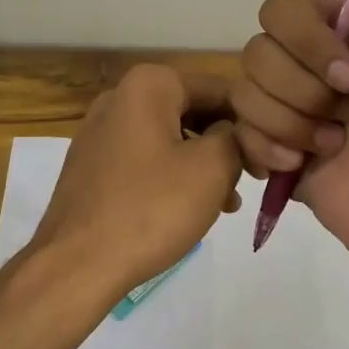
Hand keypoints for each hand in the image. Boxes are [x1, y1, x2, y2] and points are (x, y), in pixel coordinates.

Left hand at [28, 64, 243, 312]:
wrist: (77, 264)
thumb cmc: (151, 208)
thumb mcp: (212, 168)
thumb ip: (236, 137)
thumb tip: (236, 132)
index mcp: (149, 85)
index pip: (219, 89)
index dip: (251, 122)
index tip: (270, 157)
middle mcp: (119, 97)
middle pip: (192, 111)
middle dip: (225, 144)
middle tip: (252, 180)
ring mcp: (100, 132)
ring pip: (170, 138)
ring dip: (203, 164)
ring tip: (227, 203)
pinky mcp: (92, 166)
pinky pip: (145, 159)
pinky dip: (172, 176)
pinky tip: (191, 209)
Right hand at [233, 0, 348, 265]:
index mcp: (339, 30)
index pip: (277, 9)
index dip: (309, 39)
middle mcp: (312, 67)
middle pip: (256, 50)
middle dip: (301, 83)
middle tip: (348, 107)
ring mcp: (293, 114)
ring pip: (245, 93)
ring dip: (293, 119)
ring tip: (335, 143)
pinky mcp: (276, 157)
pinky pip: (239, 135)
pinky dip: (272, 150)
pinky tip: (305, 165)